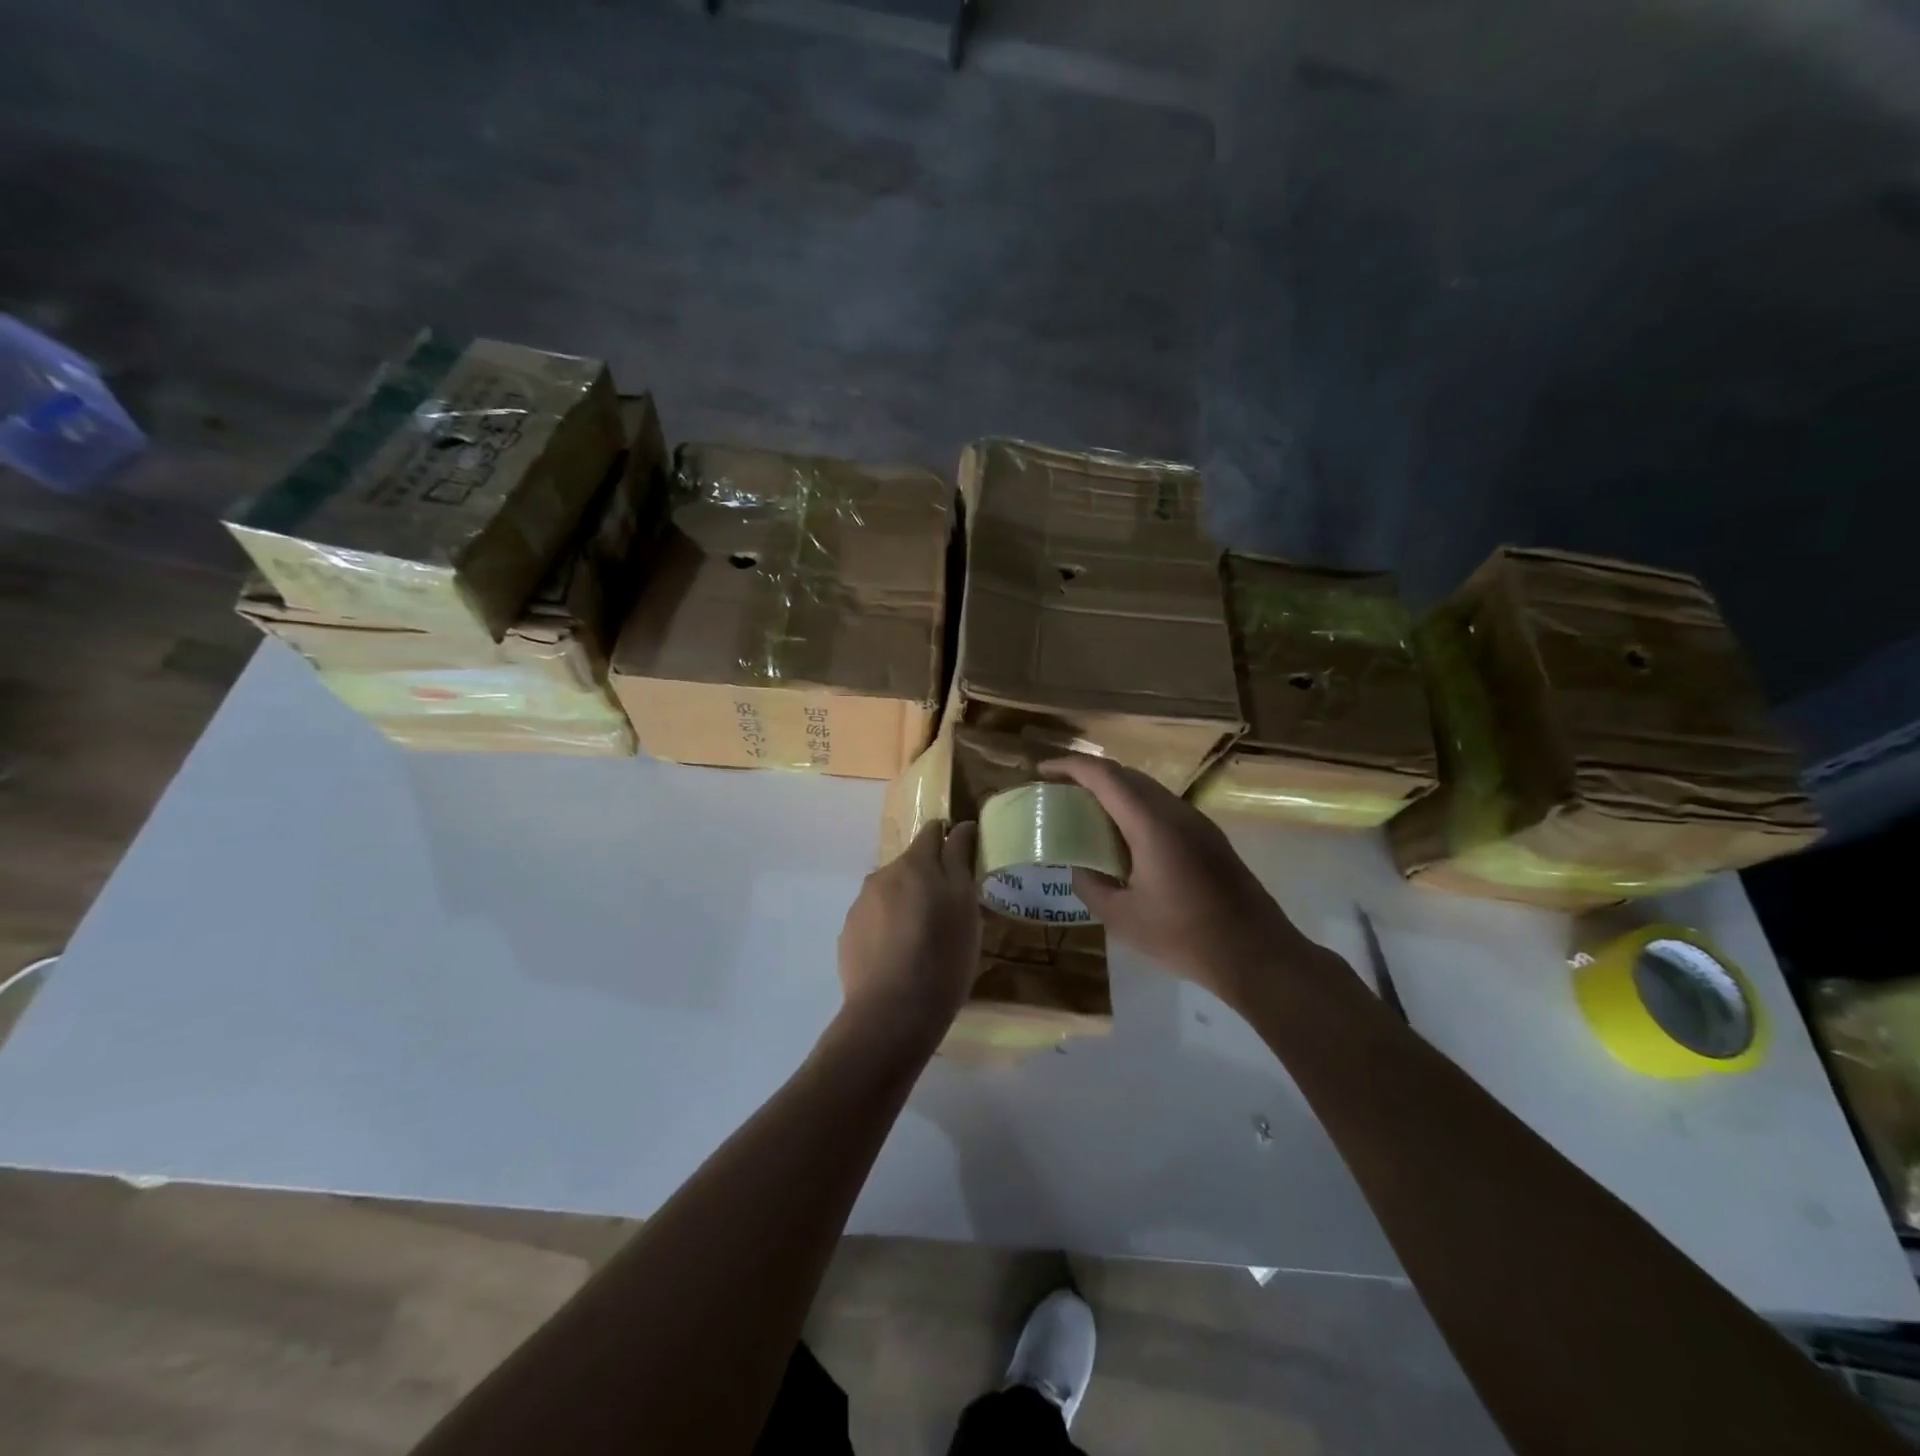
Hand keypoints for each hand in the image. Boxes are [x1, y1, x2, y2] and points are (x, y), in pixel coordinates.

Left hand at [836, 821, 981, 1044]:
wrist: (891, 1013)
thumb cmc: (942, 956)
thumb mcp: (965, 906)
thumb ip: (960, 860)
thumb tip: (961, 826)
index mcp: (914, 864)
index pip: (933, 831)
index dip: (951, 840)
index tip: (965, 863)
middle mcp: (881, 875)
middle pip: (911, 864)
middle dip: (929, 878)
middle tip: (950, 913)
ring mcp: (860, 905)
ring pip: (891, 892)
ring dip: (907, 903)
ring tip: (923, 940)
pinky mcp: (848, 934)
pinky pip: (875, 919)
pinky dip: (889, 927)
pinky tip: (900, 957)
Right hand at [1042, 755, 1315, 1005]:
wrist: (1258, 955)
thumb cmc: (1186, 937)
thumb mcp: (1123, 919)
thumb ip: (1091, 886)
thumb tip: (1078, 868)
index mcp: (1151, 824)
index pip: (1105, 776)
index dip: (1070, 767)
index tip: (1042, 771)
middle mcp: (1176, 812)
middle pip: (1126, 775)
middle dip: (1088, 776)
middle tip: (1059, 792)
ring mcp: (1197, 823)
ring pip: (1147, 790)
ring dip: (1113, 792)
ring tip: (1085, 812)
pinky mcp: (1209, 838)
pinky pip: (1162, 808)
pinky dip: (1133, 809)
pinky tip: (1122, 837)